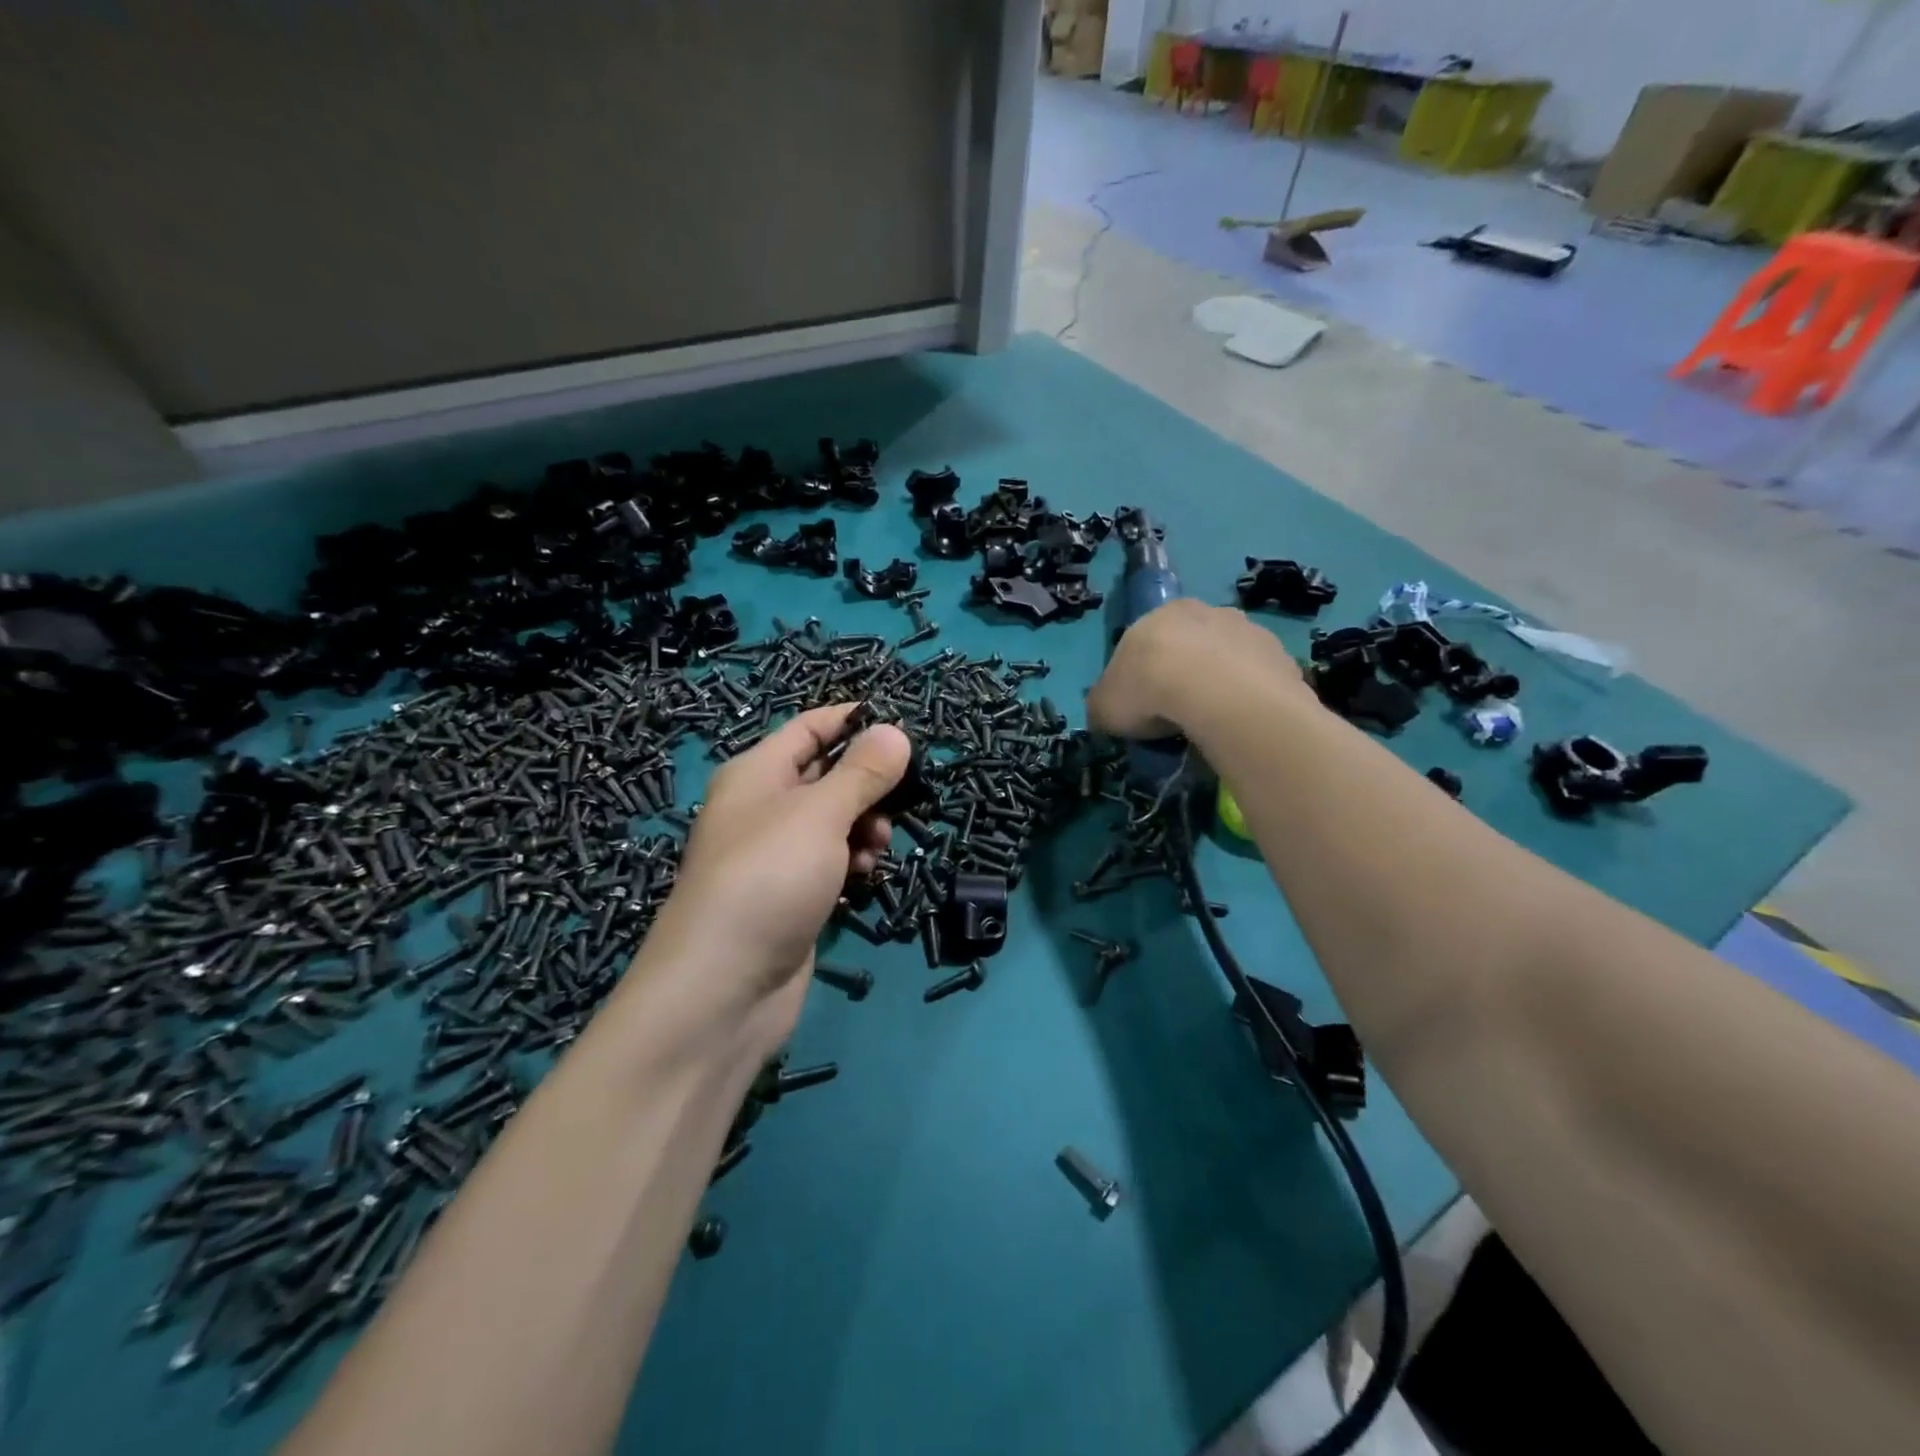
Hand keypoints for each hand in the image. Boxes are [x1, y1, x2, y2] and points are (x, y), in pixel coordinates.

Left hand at [630, 703, 909, 1055]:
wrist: (722, 989)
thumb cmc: (769, 879)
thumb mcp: (821, 814)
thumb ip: (862, 772)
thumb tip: (894, 731)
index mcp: (757, 773)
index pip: (810, 728)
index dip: (854, 722)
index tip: (903, 728)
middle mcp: (762, 808)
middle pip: (826, 775)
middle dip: (867, 784)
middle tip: (901, 799)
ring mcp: (775, 856)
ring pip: (834, 822)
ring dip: (864, 827)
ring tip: (877, 846)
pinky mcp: (789, 896)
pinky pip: (829, 862)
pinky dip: (851, 862)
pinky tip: (863, 877)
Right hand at [1088, 599, 1306, 738]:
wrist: (1217, 692)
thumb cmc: (1149, 689)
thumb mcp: (1104, 706)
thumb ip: (1103, 705)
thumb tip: (1105, 712)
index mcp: (1157, 615)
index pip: (1143, 645)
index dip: (1140, 678)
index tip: (1141, 709)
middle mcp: (1202, 612)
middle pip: (1187, 645)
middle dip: (1182, 674)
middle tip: (1176, 715)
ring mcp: (1245, 629)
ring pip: (1225, 658)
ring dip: (1218, 683)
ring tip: (1212, 722)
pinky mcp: (1277, 653)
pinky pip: (1255, 678)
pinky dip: (1247, 697)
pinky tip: (1240, 722)